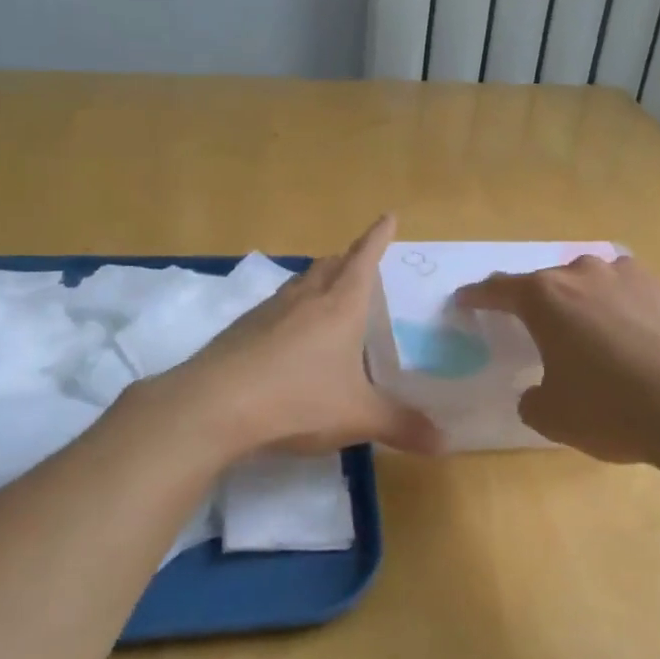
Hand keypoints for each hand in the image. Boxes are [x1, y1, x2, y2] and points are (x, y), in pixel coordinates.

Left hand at [159, 215, 442, 457]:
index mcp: (340, 306)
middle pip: (330, 265)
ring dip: (318, 279)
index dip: (378, 237)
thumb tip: (445, 443)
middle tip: (360, 261)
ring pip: (300, 282)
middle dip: (349, 258)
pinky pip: (276, 306)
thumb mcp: (357, 416)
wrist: (214, 405)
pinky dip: (292, 308)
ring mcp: (269, 310)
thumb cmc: (298, 400)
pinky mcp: (242, 329)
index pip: (364, 259)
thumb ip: (402, 425)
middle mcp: (306, 298)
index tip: (388, 215)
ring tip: (327, 291)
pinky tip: (288, 333)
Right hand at [456, 254, 659, 469]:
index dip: (478, 297)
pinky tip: (636, 348)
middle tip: (534, 330)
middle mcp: (587, 274)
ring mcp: (633, 277)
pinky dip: (623, 316)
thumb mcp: (554, 417)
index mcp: (547, 297)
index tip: (465, 301)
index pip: (499, 289)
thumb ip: (533, 399)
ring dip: (584, 306)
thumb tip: (537, 391)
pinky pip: (632, 298)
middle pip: (549, 283)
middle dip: (537, 304)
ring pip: (594, 286)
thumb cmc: (614, 409)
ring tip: (590, 339)